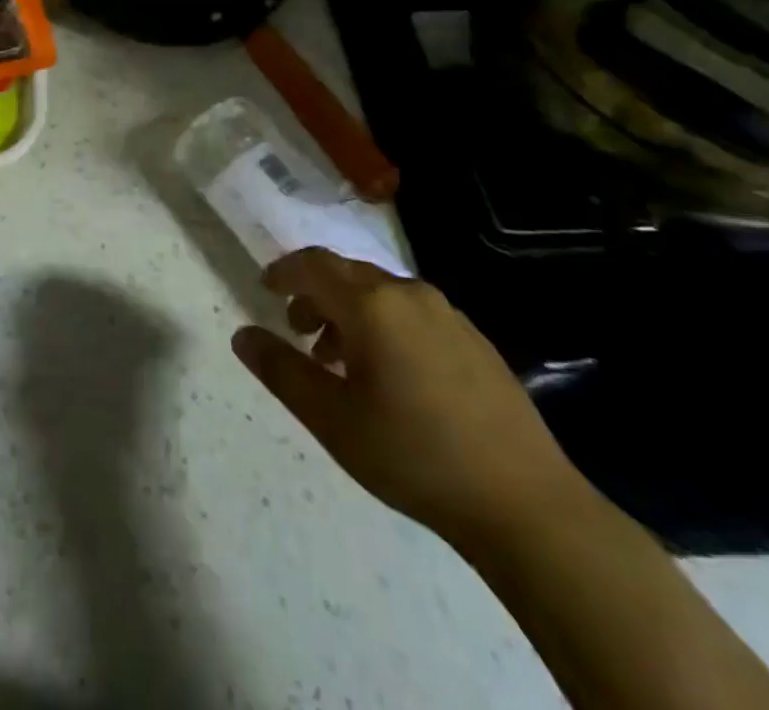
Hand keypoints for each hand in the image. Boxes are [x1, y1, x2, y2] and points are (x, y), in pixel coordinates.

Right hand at [232, 248, 584, 551]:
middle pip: (347, 273)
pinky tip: (389, 376)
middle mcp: (409, 294)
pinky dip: (384, 325)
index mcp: (372, 304)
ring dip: (349, 312)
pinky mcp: (475, 341)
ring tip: (339, 361)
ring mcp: (448, 315)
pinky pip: (412, 313)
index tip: (264, 289)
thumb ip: (281, 370)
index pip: (313, 264)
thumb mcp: (332, 418)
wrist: (526, 505)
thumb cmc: (414, 455)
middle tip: (297, 331)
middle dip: (315, 294)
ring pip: (381, 293)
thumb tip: (243, 335)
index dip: (283, 271)